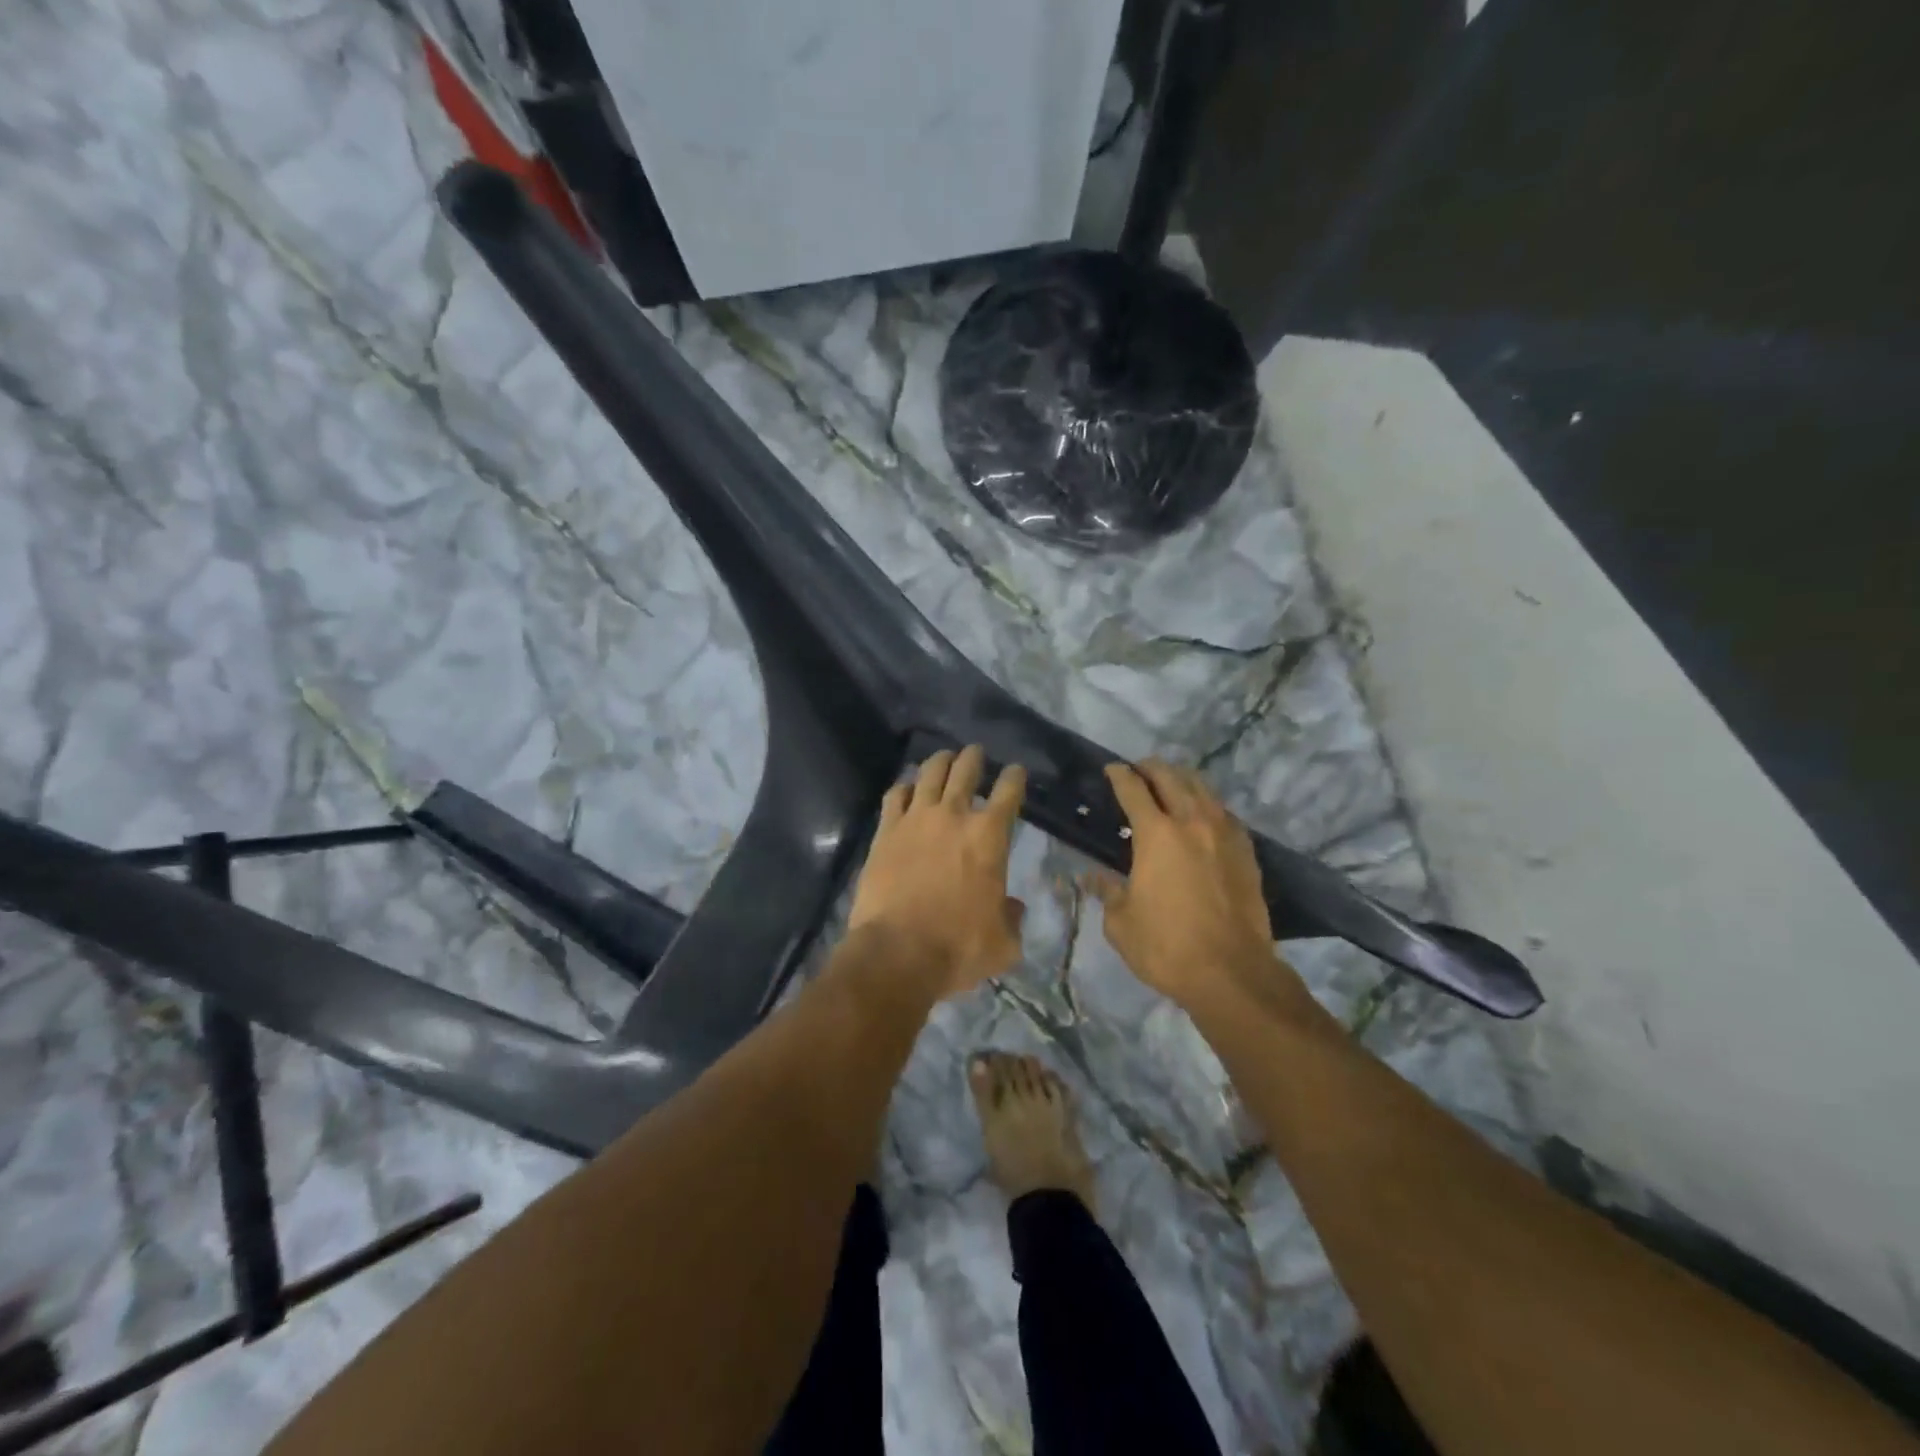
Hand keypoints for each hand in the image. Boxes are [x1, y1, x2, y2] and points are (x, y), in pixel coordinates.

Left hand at [847, 746, 1027, 999]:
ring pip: (929, 774)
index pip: (1008, 792)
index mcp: (990, 836)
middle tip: (975, 753)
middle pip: (965, 771)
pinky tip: (906, 789)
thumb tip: (1012, 907)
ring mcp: (915, 819)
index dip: (1014, 777)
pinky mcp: (885, 831)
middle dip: (974, 758)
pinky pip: (894, 796)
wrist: (898, 953)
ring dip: (940, 762)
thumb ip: (1012, 919)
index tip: (1015, 770)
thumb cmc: (959, 948)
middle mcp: (953, 816)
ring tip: (944, 757)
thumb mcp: (1004, 943)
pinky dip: (903, 788)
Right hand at [1095, 760, 1297, 1013]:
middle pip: (1171, 778)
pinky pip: (1225, 813)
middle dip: (1152, 767)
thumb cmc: (1167, 947)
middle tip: (1139, 769)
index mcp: (1156, 835)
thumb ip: (1107, 891)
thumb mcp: (1121, 923)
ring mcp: (1225, 835)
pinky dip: (1208, 804)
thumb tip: (1092, 877)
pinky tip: (1203, 815)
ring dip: (1183, 779)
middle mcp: (1192, 823)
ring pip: (1204, 789)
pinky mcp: (1247, 852)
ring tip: (1171, 783)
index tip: (1111, 769)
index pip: (1133, 789)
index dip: (1119, 775)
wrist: (1232, 973)